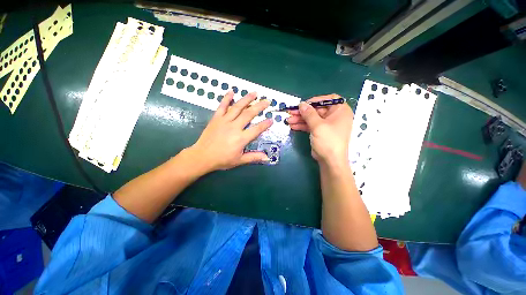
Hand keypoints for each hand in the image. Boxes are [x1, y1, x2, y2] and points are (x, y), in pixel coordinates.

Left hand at [187, 91, 272, 172]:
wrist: (202, 156)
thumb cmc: (222, 159)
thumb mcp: (240, 160)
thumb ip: (254, 157)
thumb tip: (267, 158)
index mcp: (241, 138)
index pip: (257, 129)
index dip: (265, 124)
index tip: (271, 119)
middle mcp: (234, 127)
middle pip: (249, 114)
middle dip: (259, 106)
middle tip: (267, 101)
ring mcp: (224, 121)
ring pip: (237, 107)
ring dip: (247, 99)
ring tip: (254, 93)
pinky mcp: (216, 119)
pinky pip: (222, 106)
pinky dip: (226, 98)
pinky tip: (231, 92)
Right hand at [287, 94, 352, 166]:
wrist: (330, 161)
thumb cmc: (328, 141)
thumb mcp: (318, 126)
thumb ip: (309, 114)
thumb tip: (301, 104)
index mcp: (340, 111)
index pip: (328, 99)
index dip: (315, 101)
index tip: (304, 104)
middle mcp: (334, 116)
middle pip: (317, 110)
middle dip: (303, 112)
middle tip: (291, 112)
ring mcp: (327, 125)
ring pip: (312, 118)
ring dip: (300, 119)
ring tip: (288, 120)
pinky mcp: (320, 132)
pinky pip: (310, 126)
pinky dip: (302, 125)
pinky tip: (293, 126)